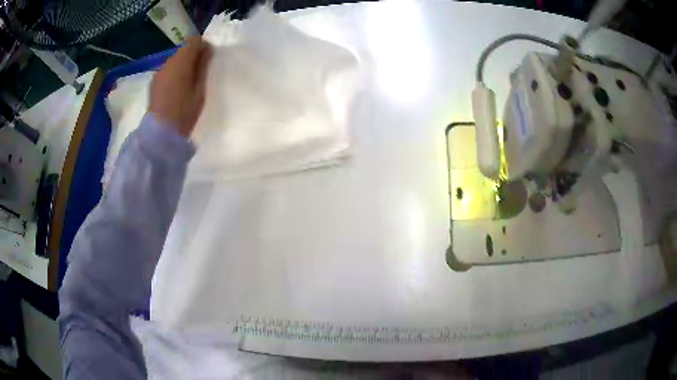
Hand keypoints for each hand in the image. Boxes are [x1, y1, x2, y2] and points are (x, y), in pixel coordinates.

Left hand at [149, 36, 212, 136]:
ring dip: (183, 65)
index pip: (194, 41)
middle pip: (183, 49)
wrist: (161, 134)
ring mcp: (159, 72)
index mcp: (180, 62)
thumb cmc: (184, 113)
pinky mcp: (154, 83)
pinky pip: (168, 70)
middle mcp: (167, 62)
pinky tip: (177, 89)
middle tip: (200, 72)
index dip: (203, 47)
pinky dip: (175, 73)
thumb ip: (203, 67)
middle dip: (193, 56)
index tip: (209, 59)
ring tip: (188, 82)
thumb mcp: (199, 90)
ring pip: (175, 60)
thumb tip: (207, 50)